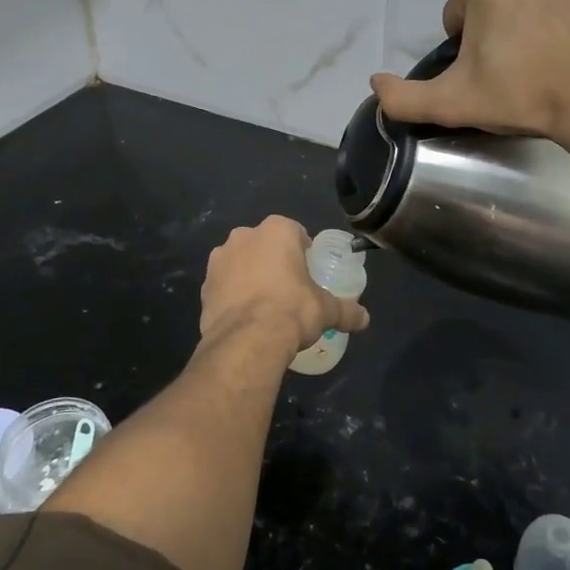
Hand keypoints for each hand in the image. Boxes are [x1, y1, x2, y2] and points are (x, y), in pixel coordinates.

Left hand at [200, 216, 369, 357]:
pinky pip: (224, 286)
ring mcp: (219, 259)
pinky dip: (232, 296)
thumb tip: (365, 319)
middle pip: (264, 245)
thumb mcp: (326, 310)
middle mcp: (244, 236)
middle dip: (274, 262)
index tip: (308, 273)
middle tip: (288, 290)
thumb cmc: (292, 310)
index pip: (295, 232)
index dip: (303, 252)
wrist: (247, 339)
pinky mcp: (204, 285)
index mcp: (276, 231)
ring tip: (264, 306)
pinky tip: (245, 318)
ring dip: (250, 277)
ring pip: (240, 263)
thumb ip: (346, 311)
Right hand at [370, 0, 569, 148]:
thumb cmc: (523, 97)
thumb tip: (374, 82)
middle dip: (502, 29)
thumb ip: (404, 97)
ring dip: (537, 18)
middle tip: (519, 70)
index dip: (467, 48)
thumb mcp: (453, 104)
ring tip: (551, 58)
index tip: (488, 74)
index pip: (460, 15)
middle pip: (500, 1)